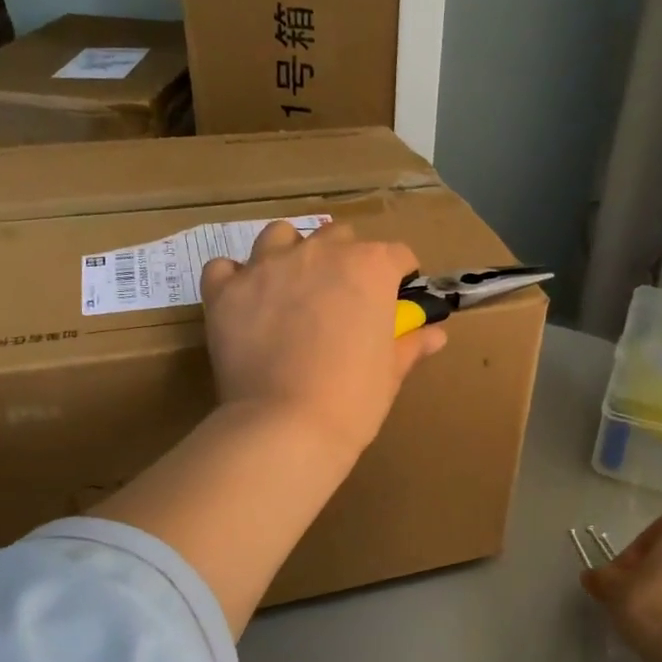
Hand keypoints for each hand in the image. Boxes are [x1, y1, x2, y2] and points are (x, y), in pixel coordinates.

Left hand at [200, 220, 446, 458]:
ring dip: (289, 253)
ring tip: (290, 286)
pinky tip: (243, 300)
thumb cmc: (353, 399)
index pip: (396, 254)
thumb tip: (435, 334)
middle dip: (345, 259)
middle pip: (339, 237)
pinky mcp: (226, 290)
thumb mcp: (391, 372)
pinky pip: (225, 267)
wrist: (287, 425)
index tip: (397, 295)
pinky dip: (235, 279)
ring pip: (279, 236)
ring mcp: (267, 266)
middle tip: (342, 297)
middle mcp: (319, 253)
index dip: (400, 274)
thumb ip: (411, 344)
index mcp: (369, 268)